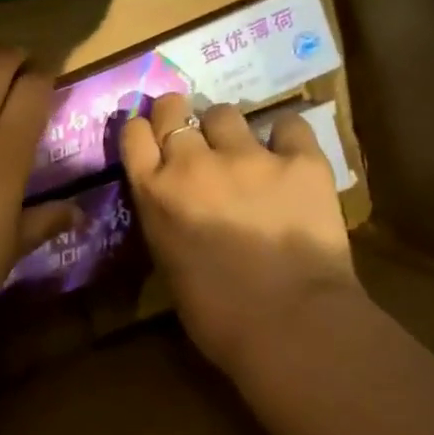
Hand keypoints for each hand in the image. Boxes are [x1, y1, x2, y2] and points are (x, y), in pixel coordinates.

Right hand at [120, 94, 362, 384]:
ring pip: (225, 113)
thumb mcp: (168, 261)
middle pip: (174, 110)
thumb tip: (177, 203)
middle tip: (192, 132)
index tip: (154, 138)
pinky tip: (289, 158)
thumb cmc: (217, 314)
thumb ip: (165, 217)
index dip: (145, 130)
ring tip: (242, 151)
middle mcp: (193, 163)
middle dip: (178, 115)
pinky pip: (288, 125)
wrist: (290, 325)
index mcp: (155, 192)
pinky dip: (285, 138)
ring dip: (227, 130)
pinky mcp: (299, 160)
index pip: (134, 133)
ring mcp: (247, 156)